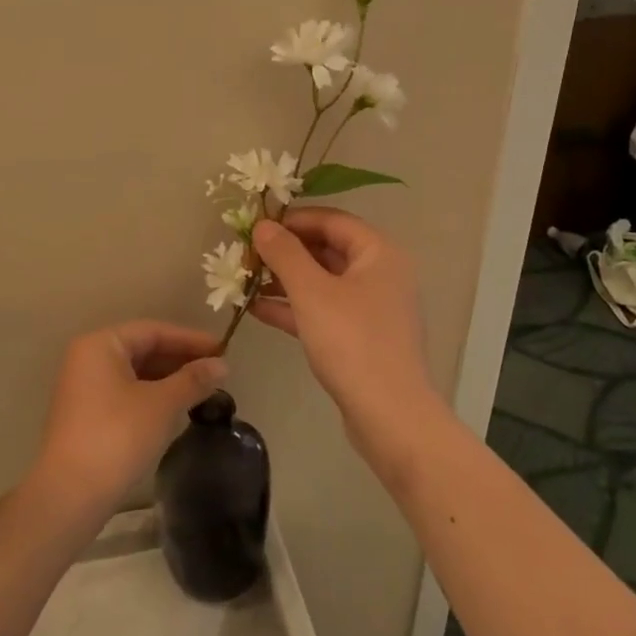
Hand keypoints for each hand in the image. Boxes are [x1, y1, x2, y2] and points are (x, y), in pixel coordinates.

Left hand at [32, 320, 228, 517]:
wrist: (69, 495)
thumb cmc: (117, 436)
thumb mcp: (162, 405)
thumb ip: (193, 380)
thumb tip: (222, 365)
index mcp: (101, 344)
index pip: (153, 331)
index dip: (190, 339)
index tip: (223, 349)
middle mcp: (88, 358)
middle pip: (143, 349)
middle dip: (180, 359)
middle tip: (216, 371)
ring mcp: (84, 387)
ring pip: (135, 373)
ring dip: (168, 379)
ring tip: (203, 390)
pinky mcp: (86, 414)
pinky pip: (126, 392)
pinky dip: (152, 395)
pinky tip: (176, 408)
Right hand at [250, 209, 440, 443]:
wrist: (389, 416)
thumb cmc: (352, 341)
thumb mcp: (311, 292)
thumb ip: (284, 253)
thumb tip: (263, 225)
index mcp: (378, 253)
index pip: (332, 220)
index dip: (293, 219)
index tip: (257, 225)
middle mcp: (380, 273)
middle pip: (327, 249)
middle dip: (285, 251)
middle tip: (247, 254)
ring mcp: (371, 307)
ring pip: (323, 281)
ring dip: (285, 279)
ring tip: (245, 279)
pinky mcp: (361, 337)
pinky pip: (324, 309)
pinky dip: (294, 307)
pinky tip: (258, 309)